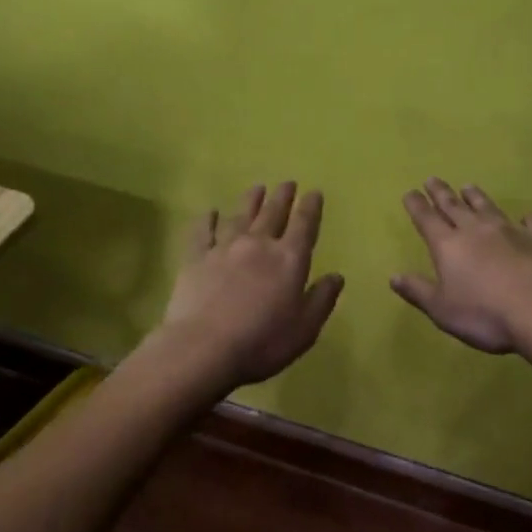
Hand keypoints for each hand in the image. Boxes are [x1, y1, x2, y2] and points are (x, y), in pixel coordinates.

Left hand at [158, 182, 344, 389]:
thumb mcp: (305, 329)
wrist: (203, 348)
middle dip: (283, 197)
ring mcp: (224, 248)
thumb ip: (322, 299)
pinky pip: (202, 231)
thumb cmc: (262, 342)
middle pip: (273, 213)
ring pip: (240, 215)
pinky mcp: (195, 258)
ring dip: (250, 200)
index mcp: (289, 259)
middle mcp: (258, 244)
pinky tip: (209, 212)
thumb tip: (336, 276)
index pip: (304, 225)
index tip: (314, 192)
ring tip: (257, 188)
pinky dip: (207, 219)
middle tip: (287, 183)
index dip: (311, 207)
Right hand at [392, 179, 531, 353]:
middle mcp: (477, 230)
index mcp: (448, 245)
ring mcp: (511, 231)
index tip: (410, 192)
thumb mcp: (442, 310)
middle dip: (441, 193)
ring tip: (468, 186)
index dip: (417, 205)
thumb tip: (394, 276)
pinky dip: (527, 219)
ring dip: (476, 197)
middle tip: (432, 179)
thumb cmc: (485, 315)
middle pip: (454, 206)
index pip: (427, 219)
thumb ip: (418, 290)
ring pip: (488, 207)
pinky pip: (531, 223)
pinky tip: (527, 217)